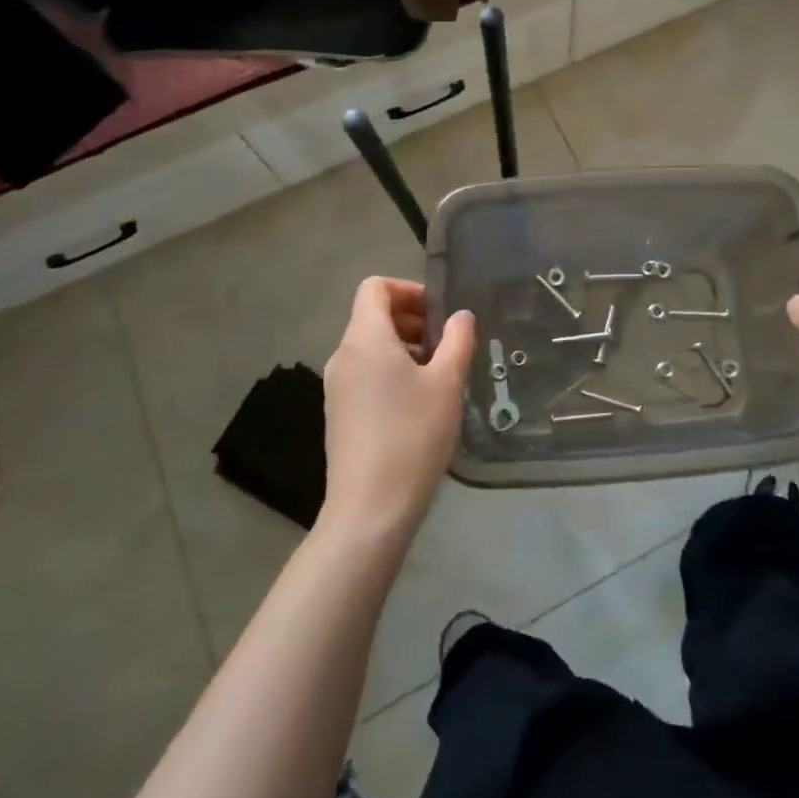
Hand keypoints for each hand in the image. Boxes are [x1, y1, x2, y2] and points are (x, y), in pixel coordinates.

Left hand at [320, 277, 475, 541]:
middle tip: (448, 342)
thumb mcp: (446, 384)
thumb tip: (461, 316)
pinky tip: (420, 403)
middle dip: (412, 319)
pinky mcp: (339, 414)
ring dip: (405, 347)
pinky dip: (392, 372)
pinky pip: (365, 374)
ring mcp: (337, 387)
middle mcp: (344, 356)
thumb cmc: (412, 436)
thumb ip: (457, 341)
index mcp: (365, 339)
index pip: (374, 287)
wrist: (370, 510)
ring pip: (371, 347)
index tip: (439, 311)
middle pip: (373, 316)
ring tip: (439, 374)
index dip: (408, 289)